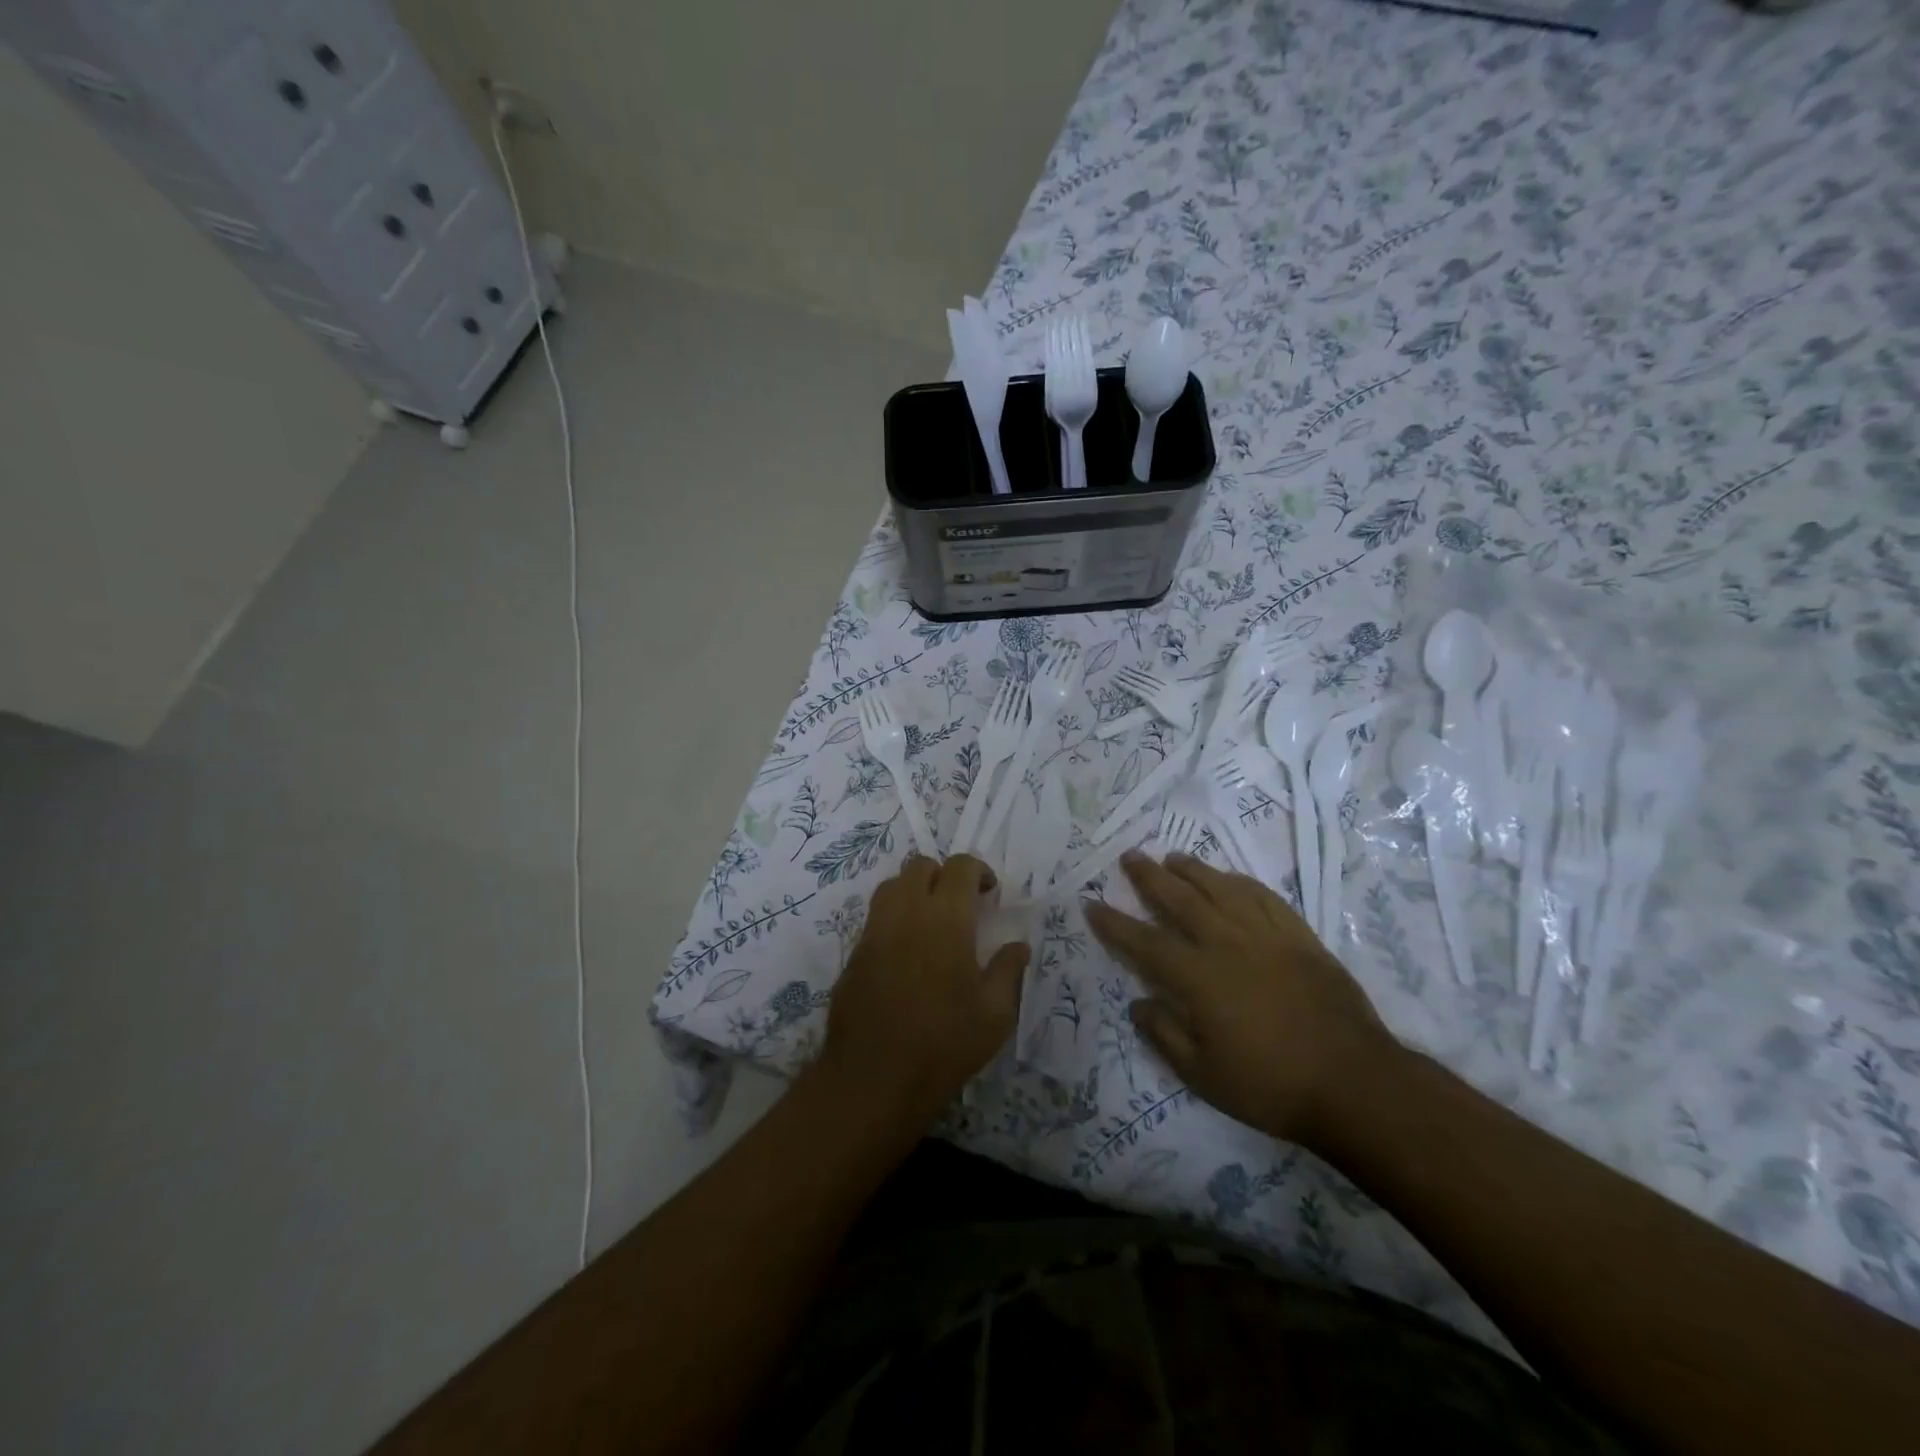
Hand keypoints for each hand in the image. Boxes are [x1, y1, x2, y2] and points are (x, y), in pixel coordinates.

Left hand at [819, 854, 1028, 1124]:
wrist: (874, 1078)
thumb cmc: (944, 1044)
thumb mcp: (995, 1014)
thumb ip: (1009, 970)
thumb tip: (1018, 945)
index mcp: (946, 918)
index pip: (960, 867)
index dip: (978, 870)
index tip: (989, 894)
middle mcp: (906, 912)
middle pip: (920, 866)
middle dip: (944, 875)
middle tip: (960, 905)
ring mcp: (874, 930)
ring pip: (892, 886)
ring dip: (914, 891)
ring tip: (931, 923)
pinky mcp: (854, 952)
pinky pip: (875, 917)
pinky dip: (894, 918)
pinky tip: (907, 953)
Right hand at [1084, 851, 1398, 1147]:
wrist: (1355, 1083)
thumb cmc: (1271, 1086)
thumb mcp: (1204, 1076)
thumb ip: (1165, 1035)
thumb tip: (1138, 1002)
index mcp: (1199, 978)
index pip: (1145, 942)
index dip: (1115, 923)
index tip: (1092, 904)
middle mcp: (1227, 944)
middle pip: (1180, 900)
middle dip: (1150, 877)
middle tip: (1130, 857)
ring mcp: (1266, 936)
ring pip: (1221, 889)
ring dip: (1193, 870)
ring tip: (1173, 857)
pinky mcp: (1300, 937)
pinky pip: (1264, 897)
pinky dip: (1241, 882)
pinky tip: (1230, 878)